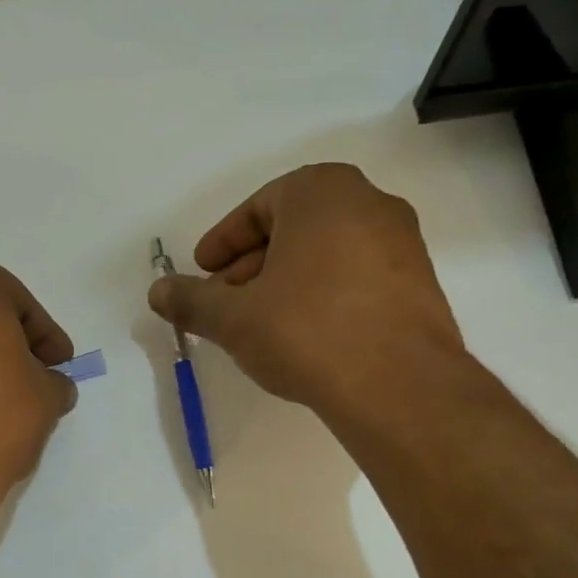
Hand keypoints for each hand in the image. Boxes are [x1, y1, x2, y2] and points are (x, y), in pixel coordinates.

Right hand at [148, 164, 464, 410]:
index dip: (223, 243)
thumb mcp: (234, 317)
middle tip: (225, 302)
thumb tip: (157, 292)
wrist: (398, 385)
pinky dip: (323, 296)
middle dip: (252, 265)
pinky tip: (305, 337)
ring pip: (326, 254)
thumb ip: (191, 300)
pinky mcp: (420, 284)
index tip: (203, 273)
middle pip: (293, 228)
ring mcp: (403, 243)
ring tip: (260, 324)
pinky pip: (356, 277)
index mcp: (322, 191)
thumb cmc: (306, 331)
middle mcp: (370, 203)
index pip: (258, 207)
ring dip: (286, 282)